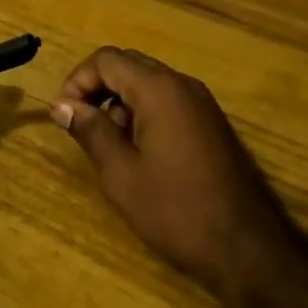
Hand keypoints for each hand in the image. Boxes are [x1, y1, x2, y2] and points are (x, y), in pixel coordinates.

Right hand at [53, 47, 297, 303]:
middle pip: (129, 64)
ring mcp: (202, 103)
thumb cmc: (175, 209)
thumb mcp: (121, 173)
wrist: (245, 248)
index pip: (107, 59)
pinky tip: (141, 153)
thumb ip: (90, 130)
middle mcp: (182, 84)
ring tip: (111, 145)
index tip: (63, 113)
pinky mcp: (211, 123)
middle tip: (81, 124)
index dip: (78, 80)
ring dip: (121, 101)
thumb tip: (62, 104)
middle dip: (98, 88)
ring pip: (149, 82)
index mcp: (159, 89)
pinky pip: (169, 100)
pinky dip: (145, 112)